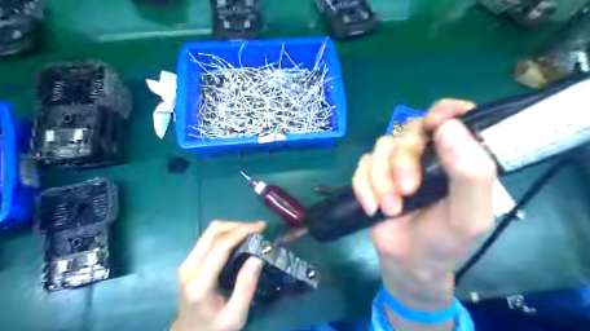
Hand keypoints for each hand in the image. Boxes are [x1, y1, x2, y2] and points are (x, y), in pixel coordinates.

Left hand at [172, 219, 265, 330]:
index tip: (261, 227)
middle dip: (238, 225)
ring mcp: (186, 262)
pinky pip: (208, 238)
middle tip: (258, 229)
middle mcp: (189, 267)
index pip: (220, 246)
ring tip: (251, 232)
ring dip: (232, 227)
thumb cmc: (214, 328)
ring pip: (210, 231)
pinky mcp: (189, 261)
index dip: (241, 231)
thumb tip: (257, 257)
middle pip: (213, 232)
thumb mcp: (236, 315)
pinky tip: (239, 238)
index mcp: (199, 283)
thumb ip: (246, 287)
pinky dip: (226, 233)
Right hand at [352, 98, 493, 324]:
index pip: (451, 116)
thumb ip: (471, 174)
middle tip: (407, 191)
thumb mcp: (470, 215)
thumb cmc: (445, 239)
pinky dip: (364, 187)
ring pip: (380, 148)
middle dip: (402, 161)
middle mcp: (424, 153)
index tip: (435, 124)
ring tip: (391, 209)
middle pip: (407, 132)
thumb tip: (449, 127)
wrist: (408, 261)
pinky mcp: (372, 175)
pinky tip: (372, 208)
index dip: (442, 111)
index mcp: (454, 156)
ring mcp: (394, 163)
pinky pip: (361, 166)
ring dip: (381, 180)